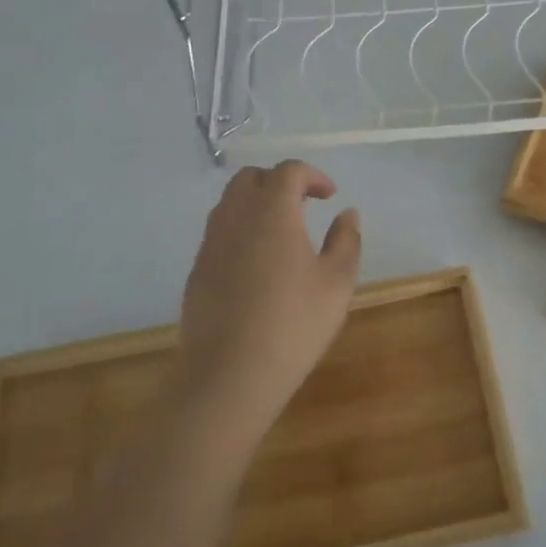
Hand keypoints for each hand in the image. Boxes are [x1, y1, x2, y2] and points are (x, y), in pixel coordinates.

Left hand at [173, 160, 361, 445]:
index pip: (288, 171)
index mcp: (272, 212)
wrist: (229, 376)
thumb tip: (348, 214)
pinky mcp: (197, 271)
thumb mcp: (336, 283)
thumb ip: (346, 241)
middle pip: (250, 178)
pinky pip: (218, 233)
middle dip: (278, 183)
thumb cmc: (293, 324)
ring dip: (256, 205)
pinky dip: (240, 231)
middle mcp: (236, 218)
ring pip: (229, 204)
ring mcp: (211, 244)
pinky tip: (258, 265)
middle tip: (303, 206)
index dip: (312, 175)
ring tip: (281, 233)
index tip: (330, 196)